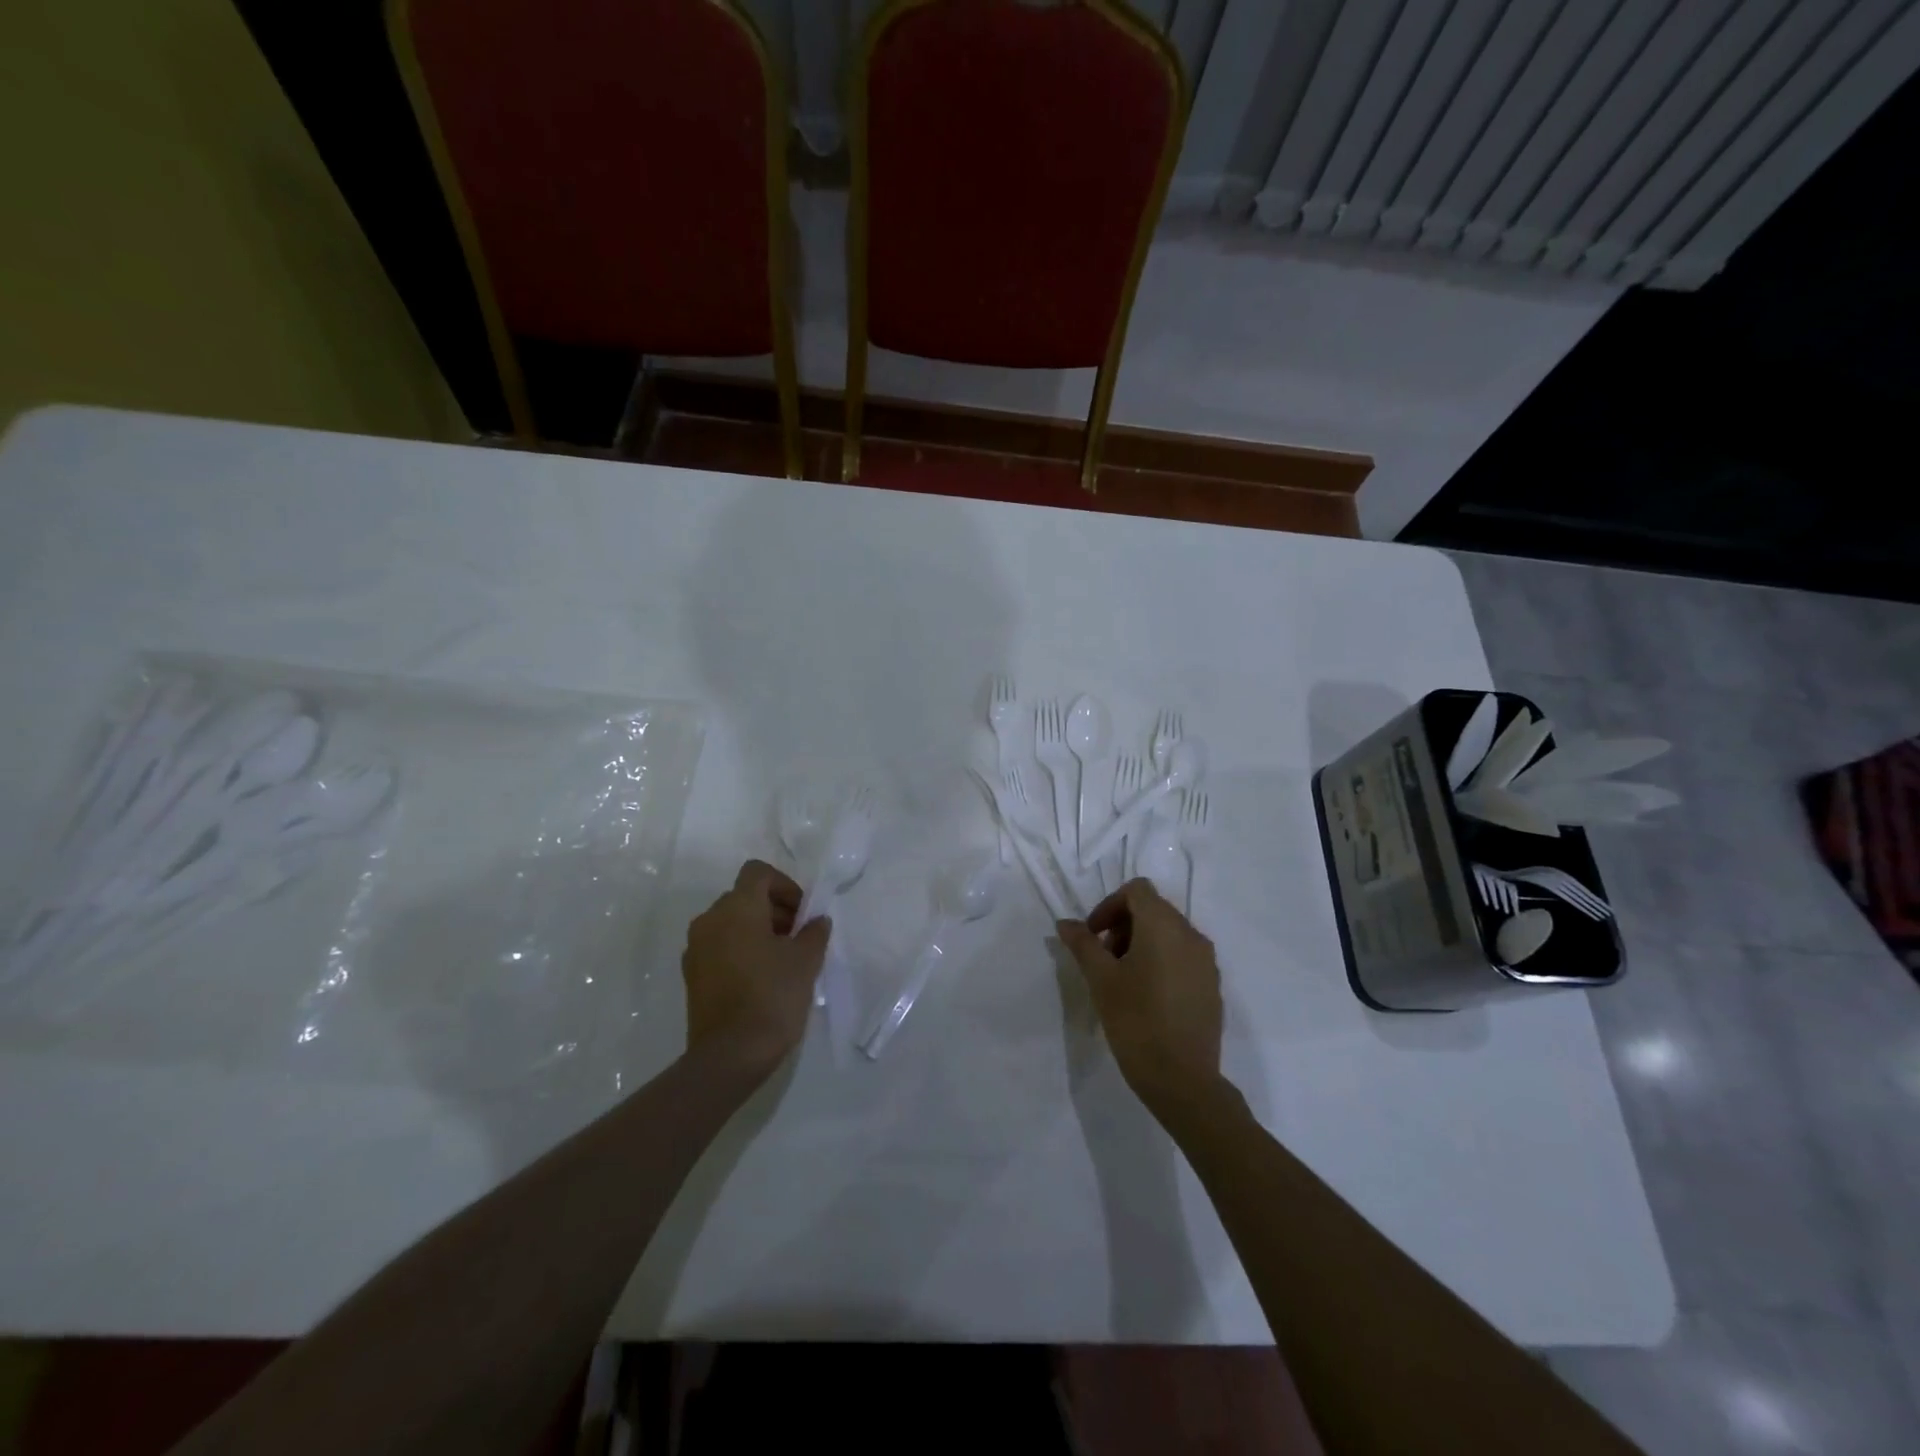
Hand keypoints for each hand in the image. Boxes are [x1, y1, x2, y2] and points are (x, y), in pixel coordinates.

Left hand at [682, 860, 829, 1083]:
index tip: (802, 913)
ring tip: (782, 960)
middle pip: (744, 896)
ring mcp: (696, 948)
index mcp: (736, 908)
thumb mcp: (806, 960)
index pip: (758, 873)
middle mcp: (710, 920)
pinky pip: (719, 946)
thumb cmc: (772, 997)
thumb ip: (814, 932)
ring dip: (757, 930)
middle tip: (798, 937)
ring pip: (730, 922)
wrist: (729, 1056)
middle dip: (774, 909)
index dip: (785, 885)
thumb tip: (815, 921)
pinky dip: (740, 949)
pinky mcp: (692, 975)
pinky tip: (761, 978)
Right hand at [1056, 879, 1221, 1114]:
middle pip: (1154, 909)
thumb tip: (1066, 923)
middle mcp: (1191, 934)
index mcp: (1164, 926)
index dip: (1109, 905)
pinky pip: (1183, 956)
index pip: (1137, 890)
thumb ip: (1083, 944)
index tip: (1093, 936)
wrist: (1183, 1080)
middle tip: (1103, 959)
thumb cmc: (1136, 1022)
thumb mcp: (1101, 980)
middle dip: (1123, 925)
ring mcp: (1206, 961)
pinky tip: (1147, 995)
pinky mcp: (1212, 985)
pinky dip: (1162, 960)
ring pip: (1169, 933)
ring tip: (1123, 979)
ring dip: (1141, 943)